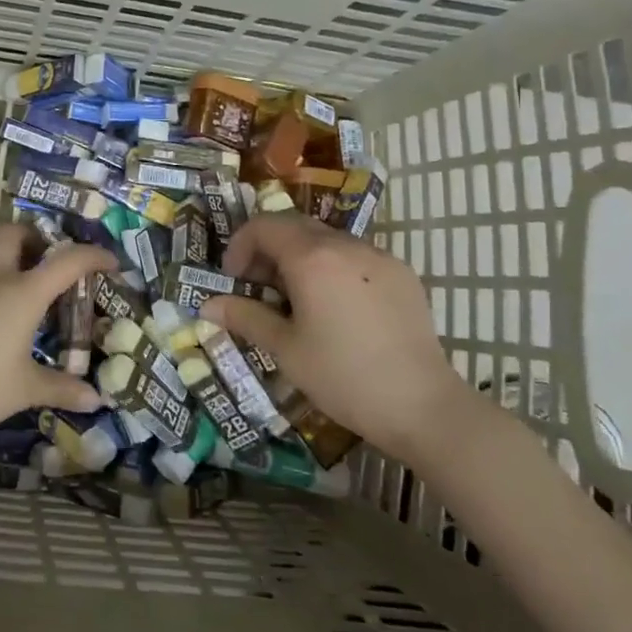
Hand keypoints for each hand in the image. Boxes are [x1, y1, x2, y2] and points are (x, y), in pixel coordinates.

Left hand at [0, 223, 109, 435]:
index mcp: (23, 292)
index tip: (109, 262)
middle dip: (33, 236)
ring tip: (8, 266)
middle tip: (43, 257)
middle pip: (13, 232)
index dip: (92, 256)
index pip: (67, 261)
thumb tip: (96, 401)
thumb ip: (60, 388)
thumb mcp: (24, 389)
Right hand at [196, 213, 463, 460]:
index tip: (234, 279)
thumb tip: (207, 305)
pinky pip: (356, 256)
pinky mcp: (403, 274)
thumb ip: (245, 318)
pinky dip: (334, 268)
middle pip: (295, 226)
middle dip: (268, 250)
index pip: (264, 225)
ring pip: (327, 240)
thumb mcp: (286, 350)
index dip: (240, 246)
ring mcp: (379, 256)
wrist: (423, 406)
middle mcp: (346, 244)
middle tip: (259, 288)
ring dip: (301, 257)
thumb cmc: (344, 377)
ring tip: (298, 300)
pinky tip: (338, 309)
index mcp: (312, 257)